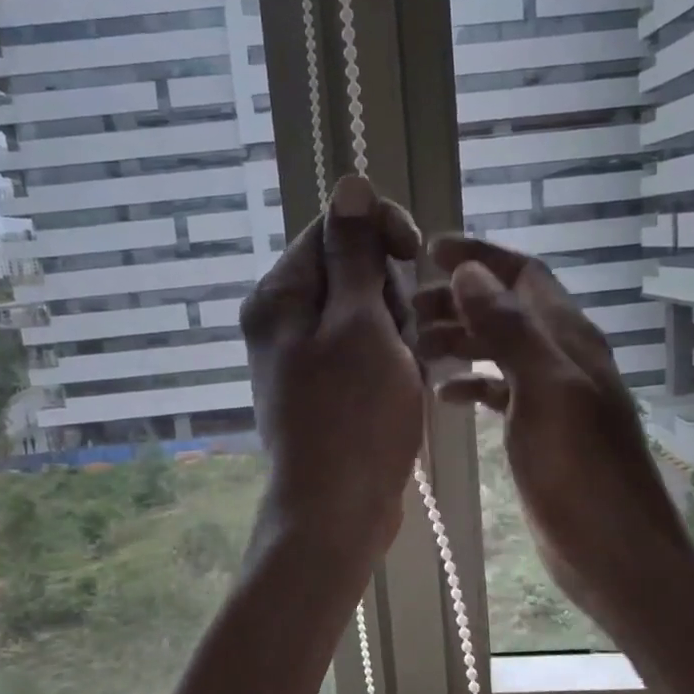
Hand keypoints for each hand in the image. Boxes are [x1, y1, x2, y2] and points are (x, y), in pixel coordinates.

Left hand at [241, 175, 423, 560]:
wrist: (337, 509)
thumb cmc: (353, 415)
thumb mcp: (361, 323)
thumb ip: (355, 254)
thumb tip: (349, 183)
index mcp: (279, 295)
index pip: (332, 227)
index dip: (380, 230)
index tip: (414, 254)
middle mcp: (282, 319)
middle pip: (351, 271)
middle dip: (389, 296)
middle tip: (396, 340)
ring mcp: (303, 356)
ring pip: (367, 313)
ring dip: (396, 334)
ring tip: (401, 374)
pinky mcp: (325, 386)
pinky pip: (366, 350)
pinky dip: (390, 362)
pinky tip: (400, 389)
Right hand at [413, 236, 689, 631]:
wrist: (614, 551)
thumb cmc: (580, 471)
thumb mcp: (545, 390)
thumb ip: (510, 330)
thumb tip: (472, 273)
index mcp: (568, 337)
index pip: (524, 274)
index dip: (481, 256)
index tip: (429, 251)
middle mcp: (561, 356)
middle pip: (506, 308)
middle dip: (458, 299)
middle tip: (406, 308)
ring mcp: (551, 395)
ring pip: (499, 348)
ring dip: (460, 339)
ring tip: (413, 347)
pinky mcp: (539, 430)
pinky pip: (501, 390)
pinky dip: (471, 383)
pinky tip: (442, 394)